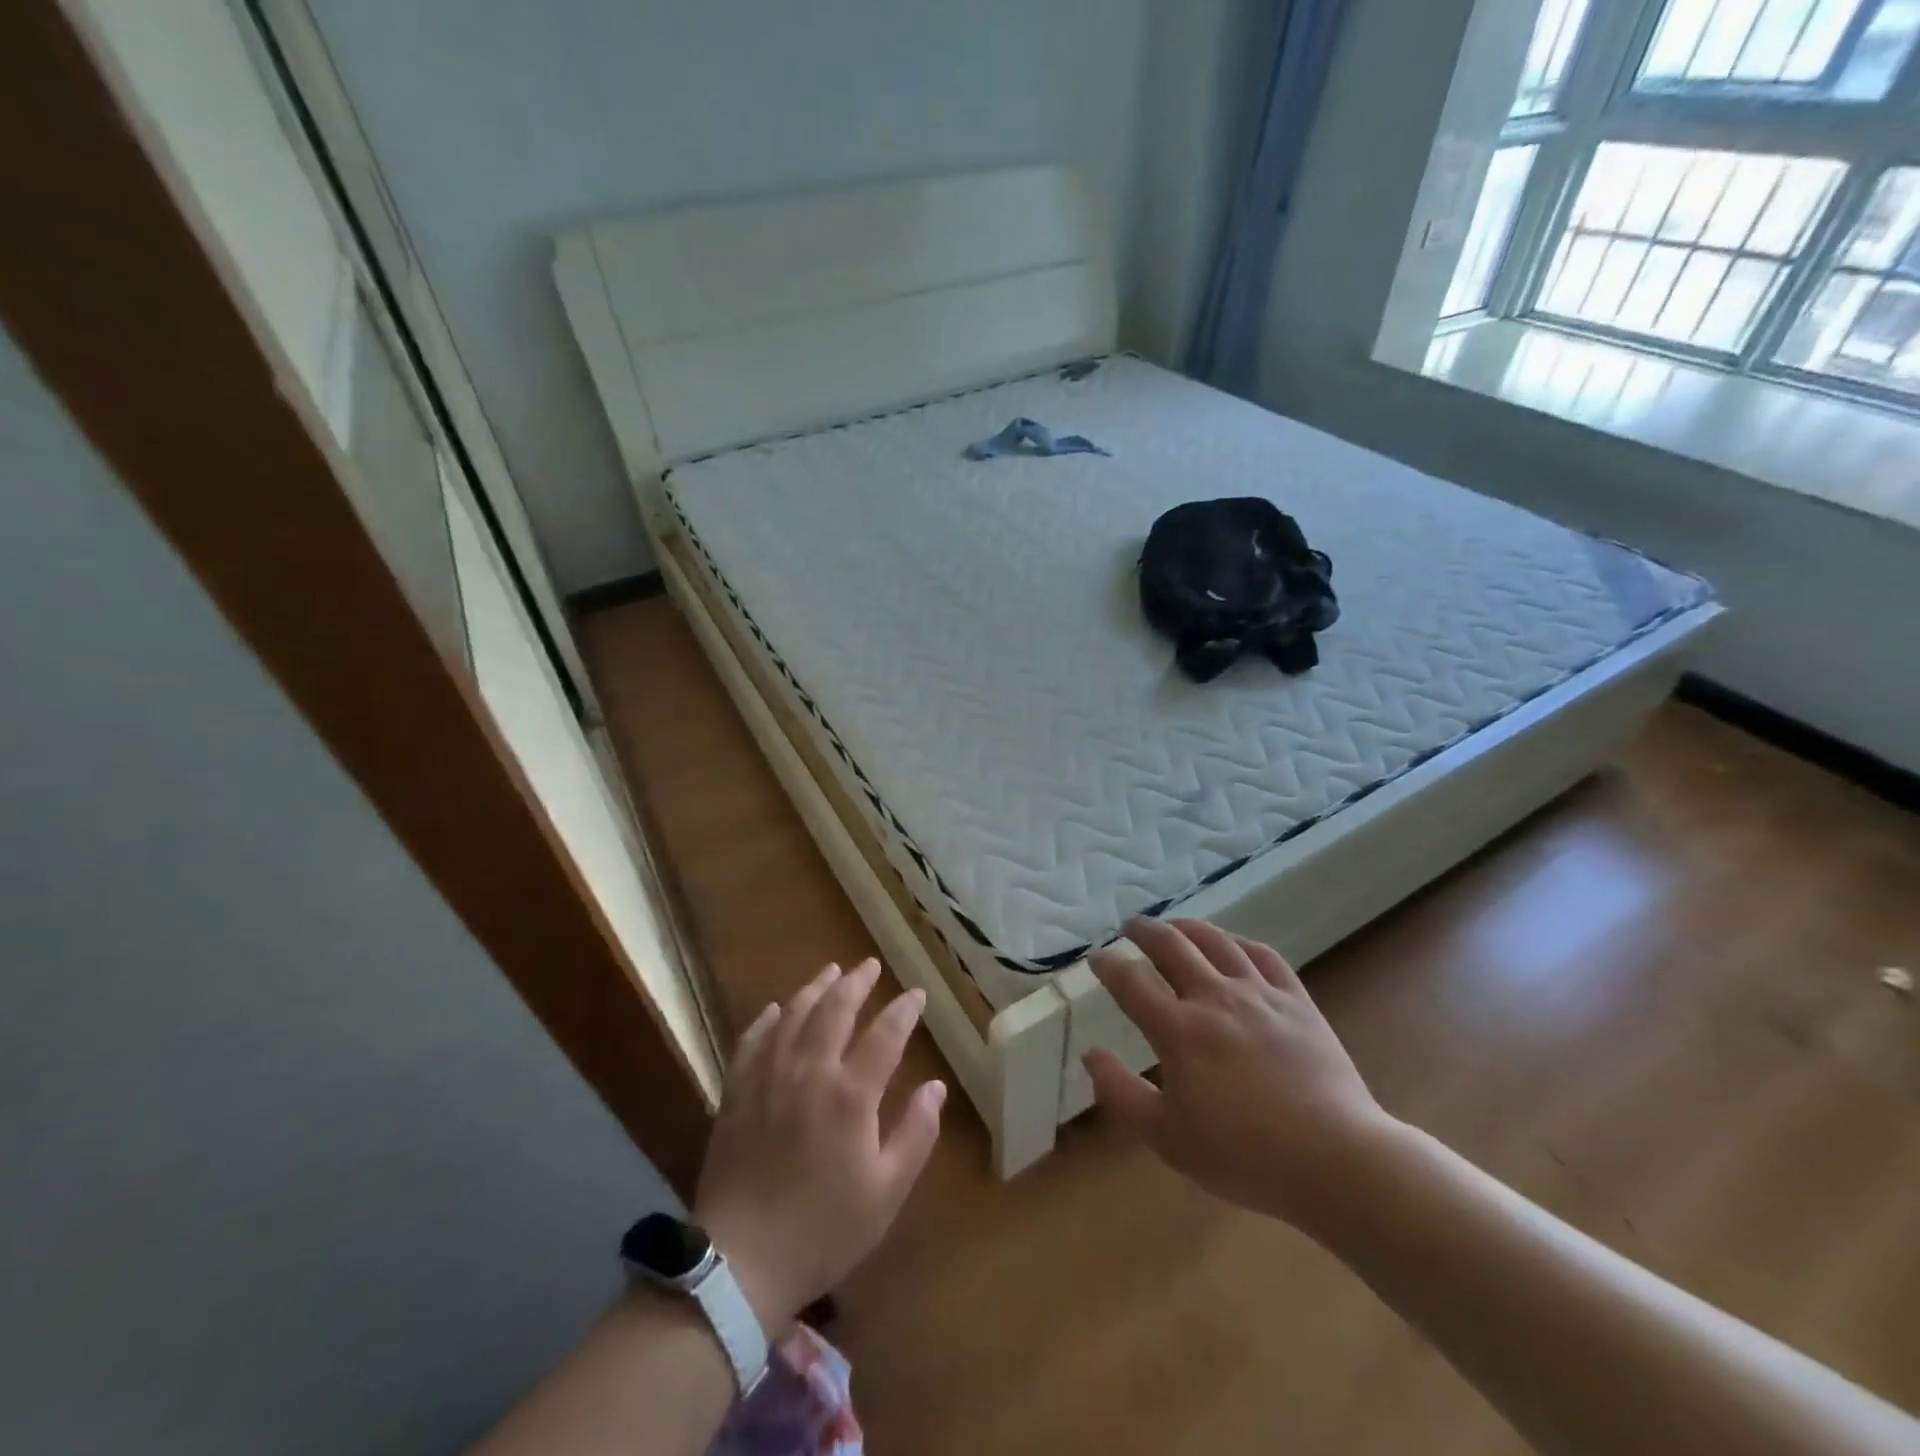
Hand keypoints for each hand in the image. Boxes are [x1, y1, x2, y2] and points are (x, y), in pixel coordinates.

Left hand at [691, 959, 944, 1336]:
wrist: (741, 1263)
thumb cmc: (823, 1230)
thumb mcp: (886, 1192)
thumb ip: (916, 1134)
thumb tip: (936, 1087)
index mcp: (851, 1094)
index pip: (885, 1034)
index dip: (904, 1010)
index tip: (916, 994)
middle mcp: (809, 1071)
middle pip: (835, 1010)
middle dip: (856, 983)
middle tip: (869, 965)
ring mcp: (768, 1078)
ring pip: (794, 1015)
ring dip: (815, 989)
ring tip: (830, 971)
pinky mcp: (736, 1093)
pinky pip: (752, 1040)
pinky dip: (768, 1019)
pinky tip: (777, 1009)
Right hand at [1083, 918, 1395, 1233]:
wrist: (1336, 1159)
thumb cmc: (1244, 1155)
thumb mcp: (1167, 1139)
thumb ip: (1122, 1093)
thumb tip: (1091, 1053)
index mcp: (1178, 1030)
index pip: (1131, 981)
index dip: (1108, 964)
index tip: (1096, 957)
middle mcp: (1214, 998)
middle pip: (1171, 945)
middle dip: (1144, 931)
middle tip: (1130, 927)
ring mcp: (1259, 993)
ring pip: (1216, 941)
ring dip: (1188, 927)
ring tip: (1174, 926)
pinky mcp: (1296, 999)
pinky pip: (1263, 955)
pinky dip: (1239, 942)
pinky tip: (1232, 945)